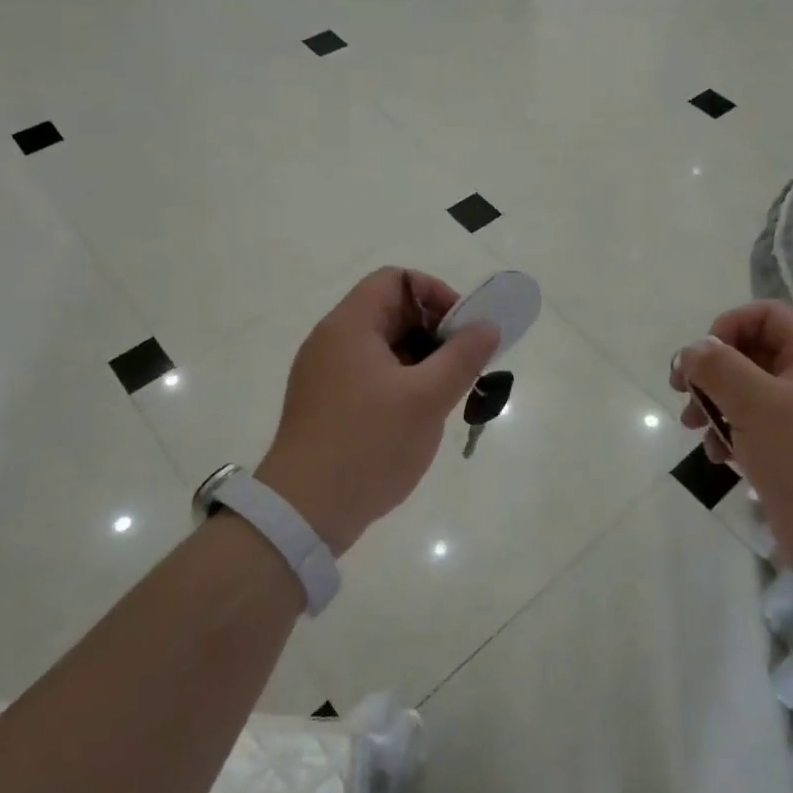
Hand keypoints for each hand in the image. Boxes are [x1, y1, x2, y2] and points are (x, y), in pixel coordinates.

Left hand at [256, 268, 499, 555]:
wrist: (304, 512)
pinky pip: (370, 377)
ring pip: (383, 348)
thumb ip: (462, 357)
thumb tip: (488, 325)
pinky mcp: (326, 406)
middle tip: (463, 366)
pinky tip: (419, 417)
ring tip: (447, 395)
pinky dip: (400, 384)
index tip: (463, 330)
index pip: (396, 280)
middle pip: (390, 313)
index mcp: (350, 326)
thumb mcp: (427, 398)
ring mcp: (325, 375)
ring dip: (421, 362)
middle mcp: (332, 342)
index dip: (435, 294)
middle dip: (434, 332)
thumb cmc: (369, 444)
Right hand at [670, 300, 792, 604]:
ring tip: (694, 430)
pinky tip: (720, 460)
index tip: (702, 359)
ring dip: (714, 406)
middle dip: (712, 371)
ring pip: (746, 394)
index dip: (729, 326)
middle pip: (751, 354)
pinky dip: (730, 438)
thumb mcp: (758, 405)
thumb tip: (692, 349)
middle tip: (682, 392)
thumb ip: (719, 368)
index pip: (767, 315)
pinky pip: (753, 431)